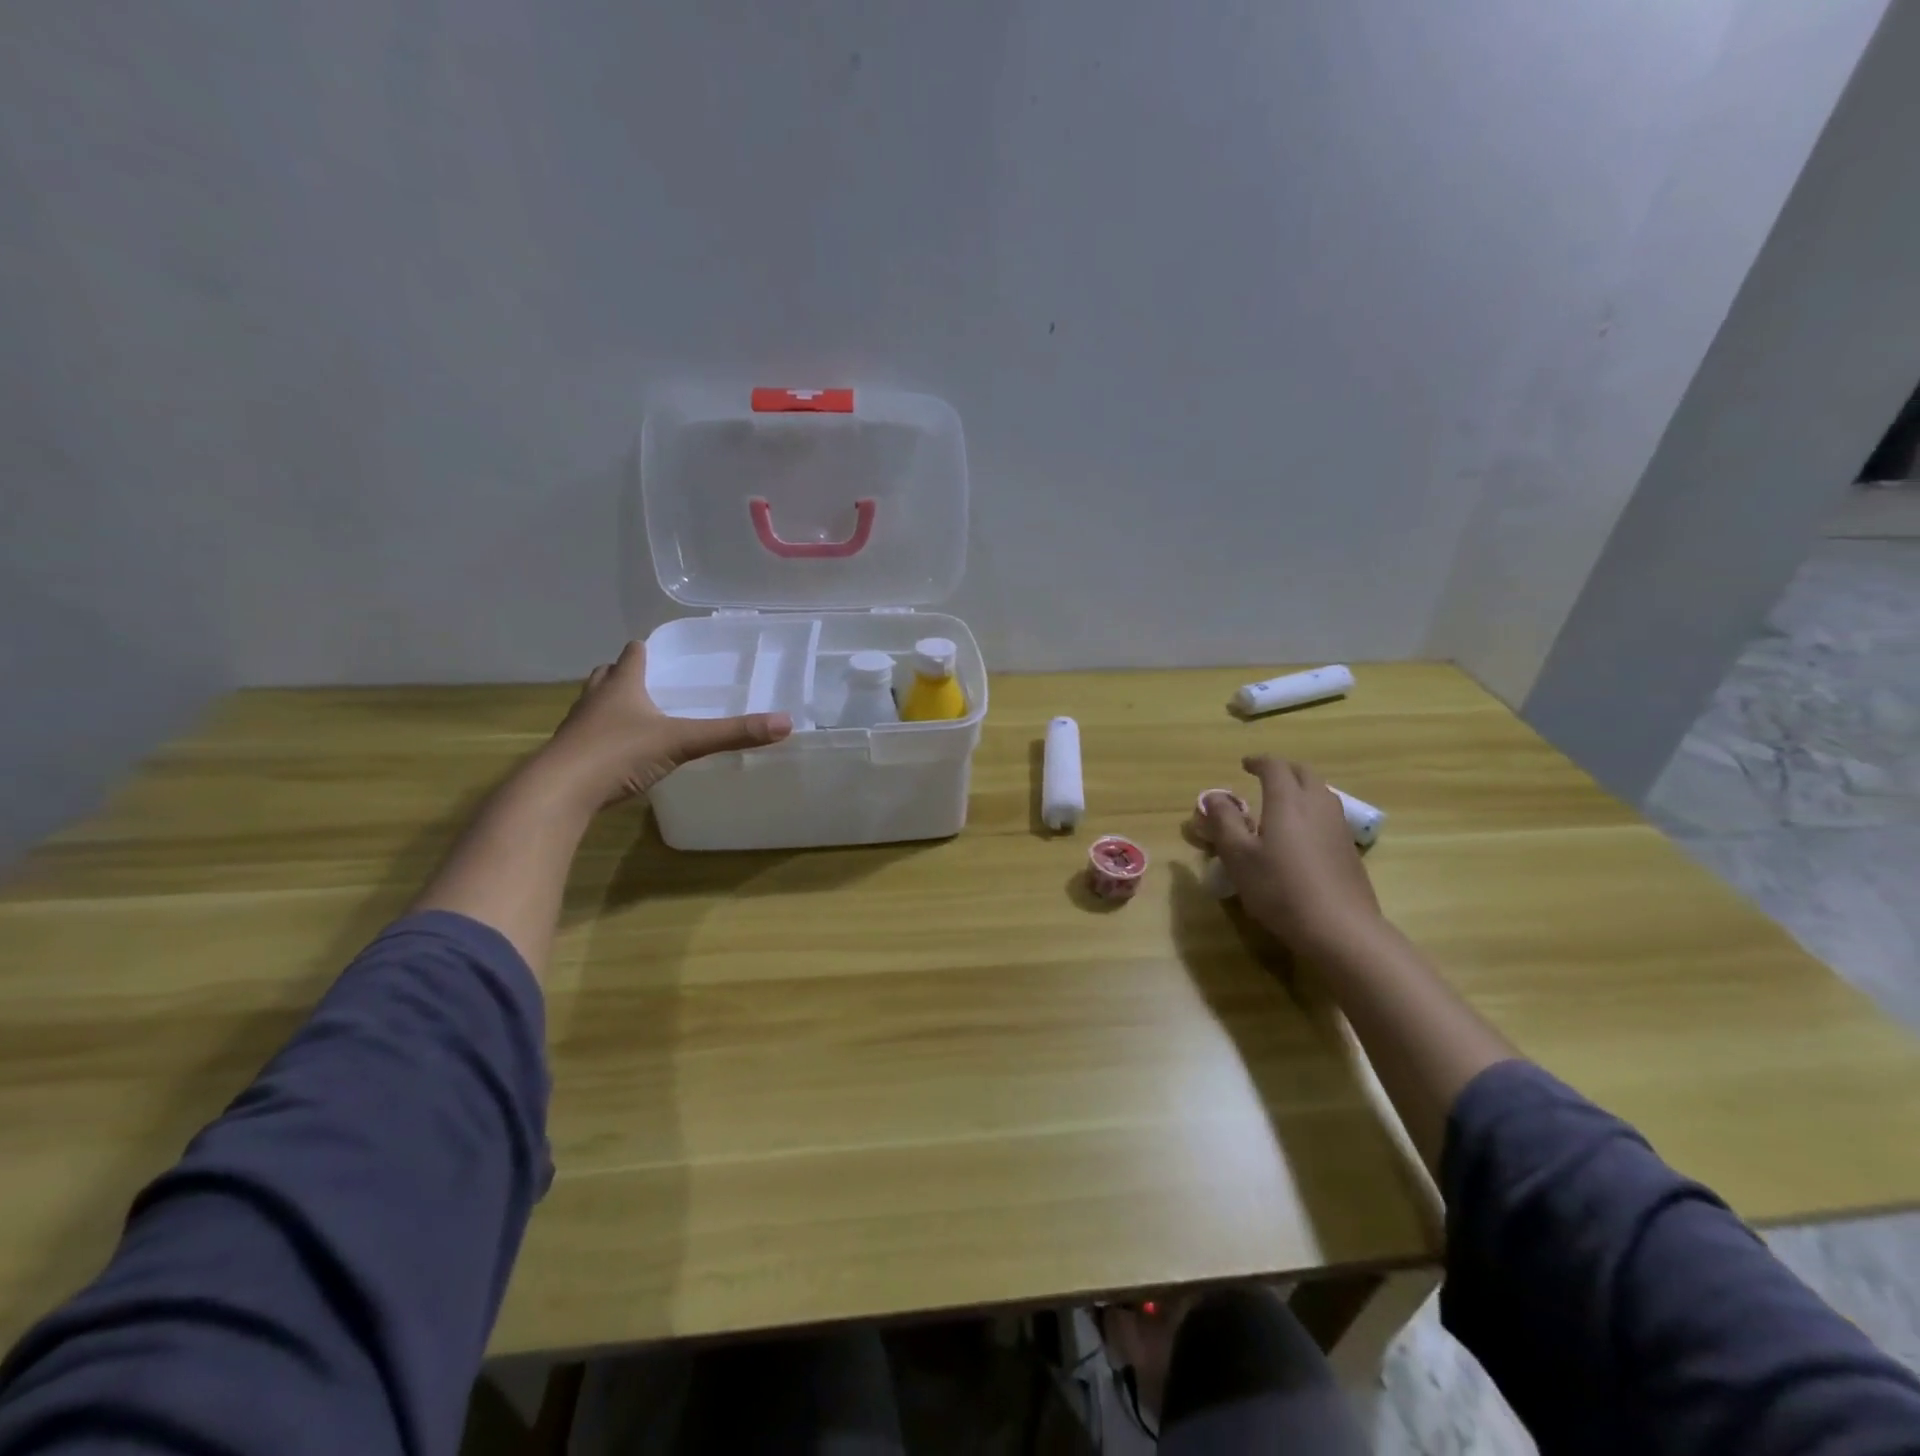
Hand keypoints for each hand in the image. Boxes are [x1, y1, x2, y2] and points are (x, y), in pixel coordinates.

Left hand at [538, 641, 791, 807]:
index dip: (645, 650)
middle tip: (649, 683)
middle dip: (624, 675)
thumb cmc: (619, 753)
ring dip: (611, 706)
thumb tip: (785, 723)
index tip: (658, 651)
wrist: (559, 792)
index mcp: (621, 686)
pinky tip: (620, 755)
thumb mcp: (682, 742)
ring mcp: (578, 728)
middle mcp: (595, 700)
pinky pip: (589, 739)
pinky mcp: (569, 757)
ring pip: (594, 706)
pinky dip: (604, 739)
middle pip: (607, 676)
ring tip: (635, 717)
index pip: (632, 654)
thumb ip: (731, 734)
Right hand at [1200, 755, 1384, 956]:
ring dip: (1301, 787)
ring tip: (1282, 801)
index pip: (1275, 767)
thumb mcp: (1238, 856)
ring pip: (1321, 792)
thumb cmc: (1280, 888)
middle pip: (1303, 773)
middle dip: (1283, 770)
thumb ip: (1224, 822)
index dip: (1258, 762)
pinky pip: (1329, 814)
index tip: (1244, 764)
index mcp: (1288, 801)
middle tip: (1264, 777)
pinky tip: (1302, 833)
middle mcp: (1317, 805)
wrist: (1340, 928)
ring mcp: (1338, 826)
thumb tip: (1213, 796)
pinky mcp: (1349, 849)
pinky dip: (1312, 809)